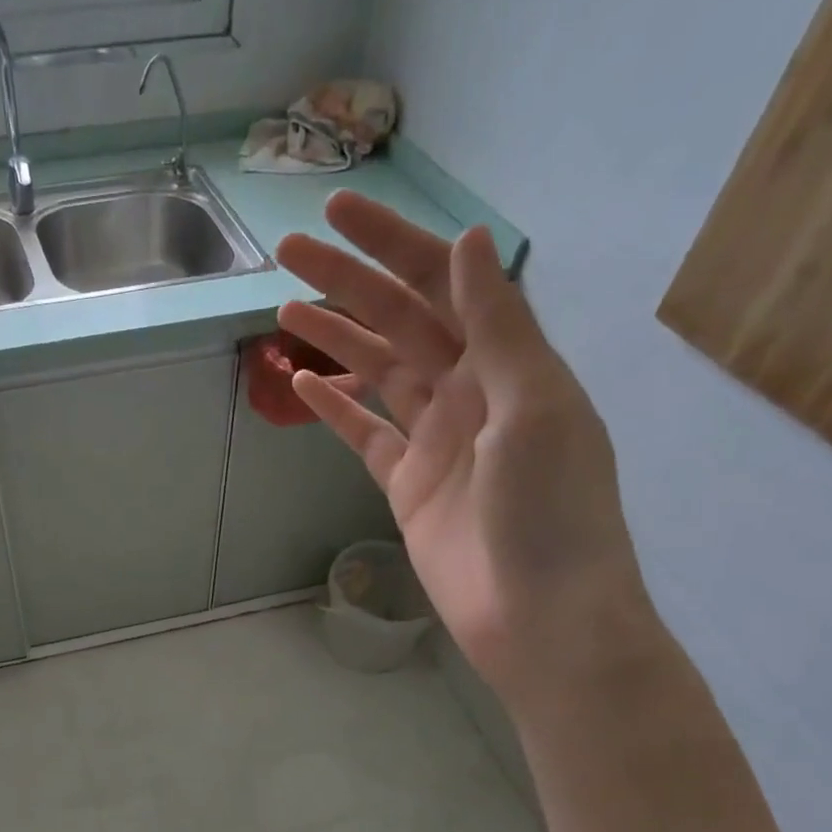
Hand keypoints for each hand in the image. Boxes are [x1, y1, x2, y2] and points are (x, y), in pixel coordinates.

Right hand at [276, 195, 659, 706]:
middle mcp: (470, 391)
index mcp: (508, 364)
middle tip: (287, 252)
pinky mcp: (406, 485)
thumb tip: (467, 240)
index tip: (338, 214)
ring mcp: (434, 440)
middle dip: (347, 282)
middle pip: (400, 321)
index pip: (443, 284)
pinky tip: (302, 383)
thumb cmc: (549, 512)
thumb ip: (498, 327)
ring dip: (333, 338)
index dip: (392, 244)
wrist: (539, 617)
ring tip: (282, 311)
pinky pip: (364, 434)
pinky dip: (334, 408)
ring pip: (376, 372)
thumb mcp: (532, 407)